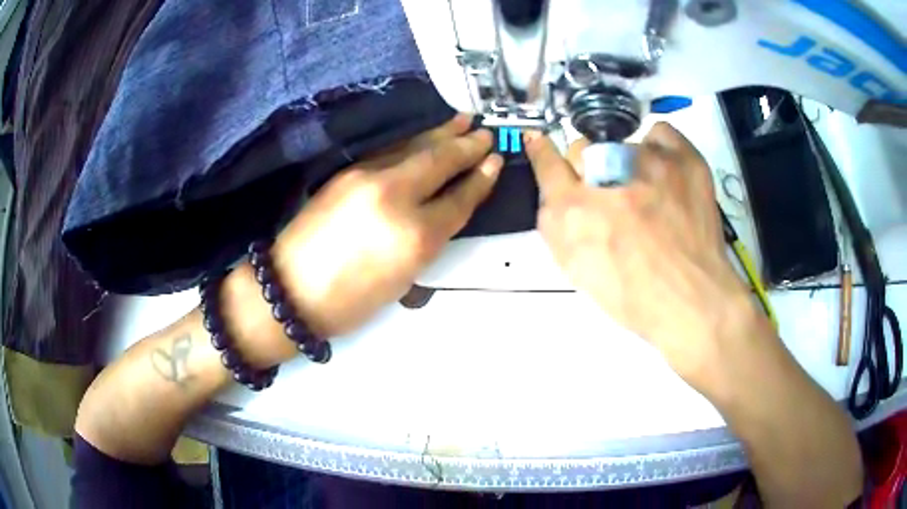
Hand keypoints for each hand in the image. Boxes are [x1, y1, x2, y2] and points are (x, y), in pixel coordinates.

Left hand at [272, 115, 501, 336]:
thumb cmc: (351, 300)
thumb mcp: (404, 278)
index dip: (480, 179)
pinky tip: (423, 138)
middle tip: (485, 133)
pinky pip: (390, 152)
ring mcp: (367, 177)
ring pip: (413, 148)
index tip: (495, 161)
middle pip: (439, 161)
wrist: (291, 289)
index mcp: (415, 235)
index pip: (458, 198)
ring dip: (440, 134)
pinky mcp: (347, 172)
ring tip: (462, 121)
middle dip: (466, 146)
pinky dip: (412, 143)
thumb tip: (448, 205)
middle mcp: (394, 196)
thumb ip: (430, 237)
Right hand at [525, 123, 762, 386]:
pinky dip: (659, 149)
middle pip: (582, 148)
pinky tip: (665, 175)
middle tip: (611, 195)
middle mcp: (606, 175)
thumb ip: (556, 226)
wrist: (693, 300)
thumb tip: (554, 191)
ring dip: (626, 166)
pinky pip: (660, 133)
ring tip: (650, 196)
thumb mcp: (577, 270)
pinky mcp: (682, 158)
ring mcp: (648, 161)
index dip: (542, 151)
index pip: (547, 161)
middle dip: (589, 170)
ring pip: (622, 143)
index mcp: (574, 209)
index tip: (540, 142)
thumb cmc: (633, 297)